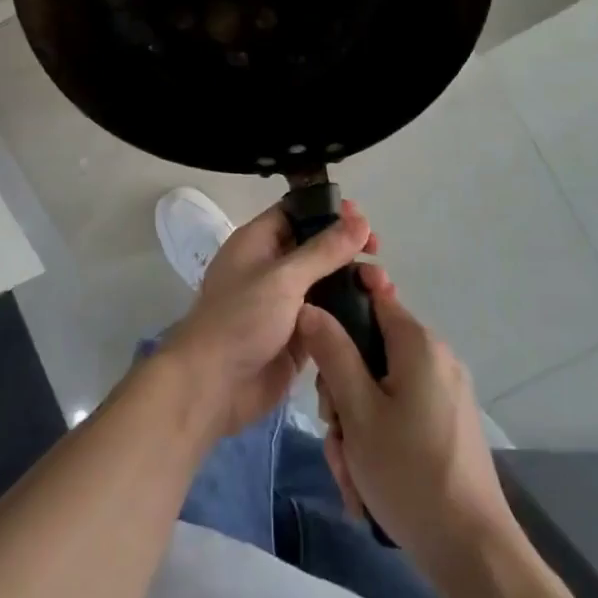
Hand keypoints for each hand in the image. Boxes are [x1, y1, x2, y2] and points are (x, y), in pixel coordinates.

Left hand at [162, 199, 375, 437]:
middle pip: (315, 248)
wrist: (213, 386)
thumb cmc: (241, 320)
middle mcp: (271, 268)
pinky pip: (327, 317)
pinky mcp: (297, 336)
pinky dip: (349, 312)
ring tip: (383, 286)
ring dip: (352, 281)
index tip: (362, 218)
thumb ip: (324, 250)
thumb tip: (360, 220)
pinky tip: (377, 312)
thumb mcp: (283, 278)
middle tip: (377, 253)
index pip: (296, 213)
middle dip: (346, 248)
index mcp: (257, 243)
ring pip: (325, 283)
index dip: (327, 211)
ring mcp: (284, 304)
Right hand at [298, 267, 516, 571]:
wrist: (474, 553)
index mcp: (418, 344)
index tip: (315, 336)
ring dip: (355, 423)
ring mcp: (444, 393)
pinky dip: (377, 438)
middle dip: (342, 388)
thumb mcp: (357, 411)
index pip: (374, 294)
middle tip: (334, 428)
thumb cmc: (409, 473)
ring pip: (379, 388)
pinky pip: (399, 413)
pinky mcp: (447, 424)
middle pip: (370, 349)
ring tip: (351, 469)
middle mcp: (436, 359)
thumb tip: (309, 306)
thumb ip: (332, 353)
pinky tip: (367, 481)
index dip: (340, 303)